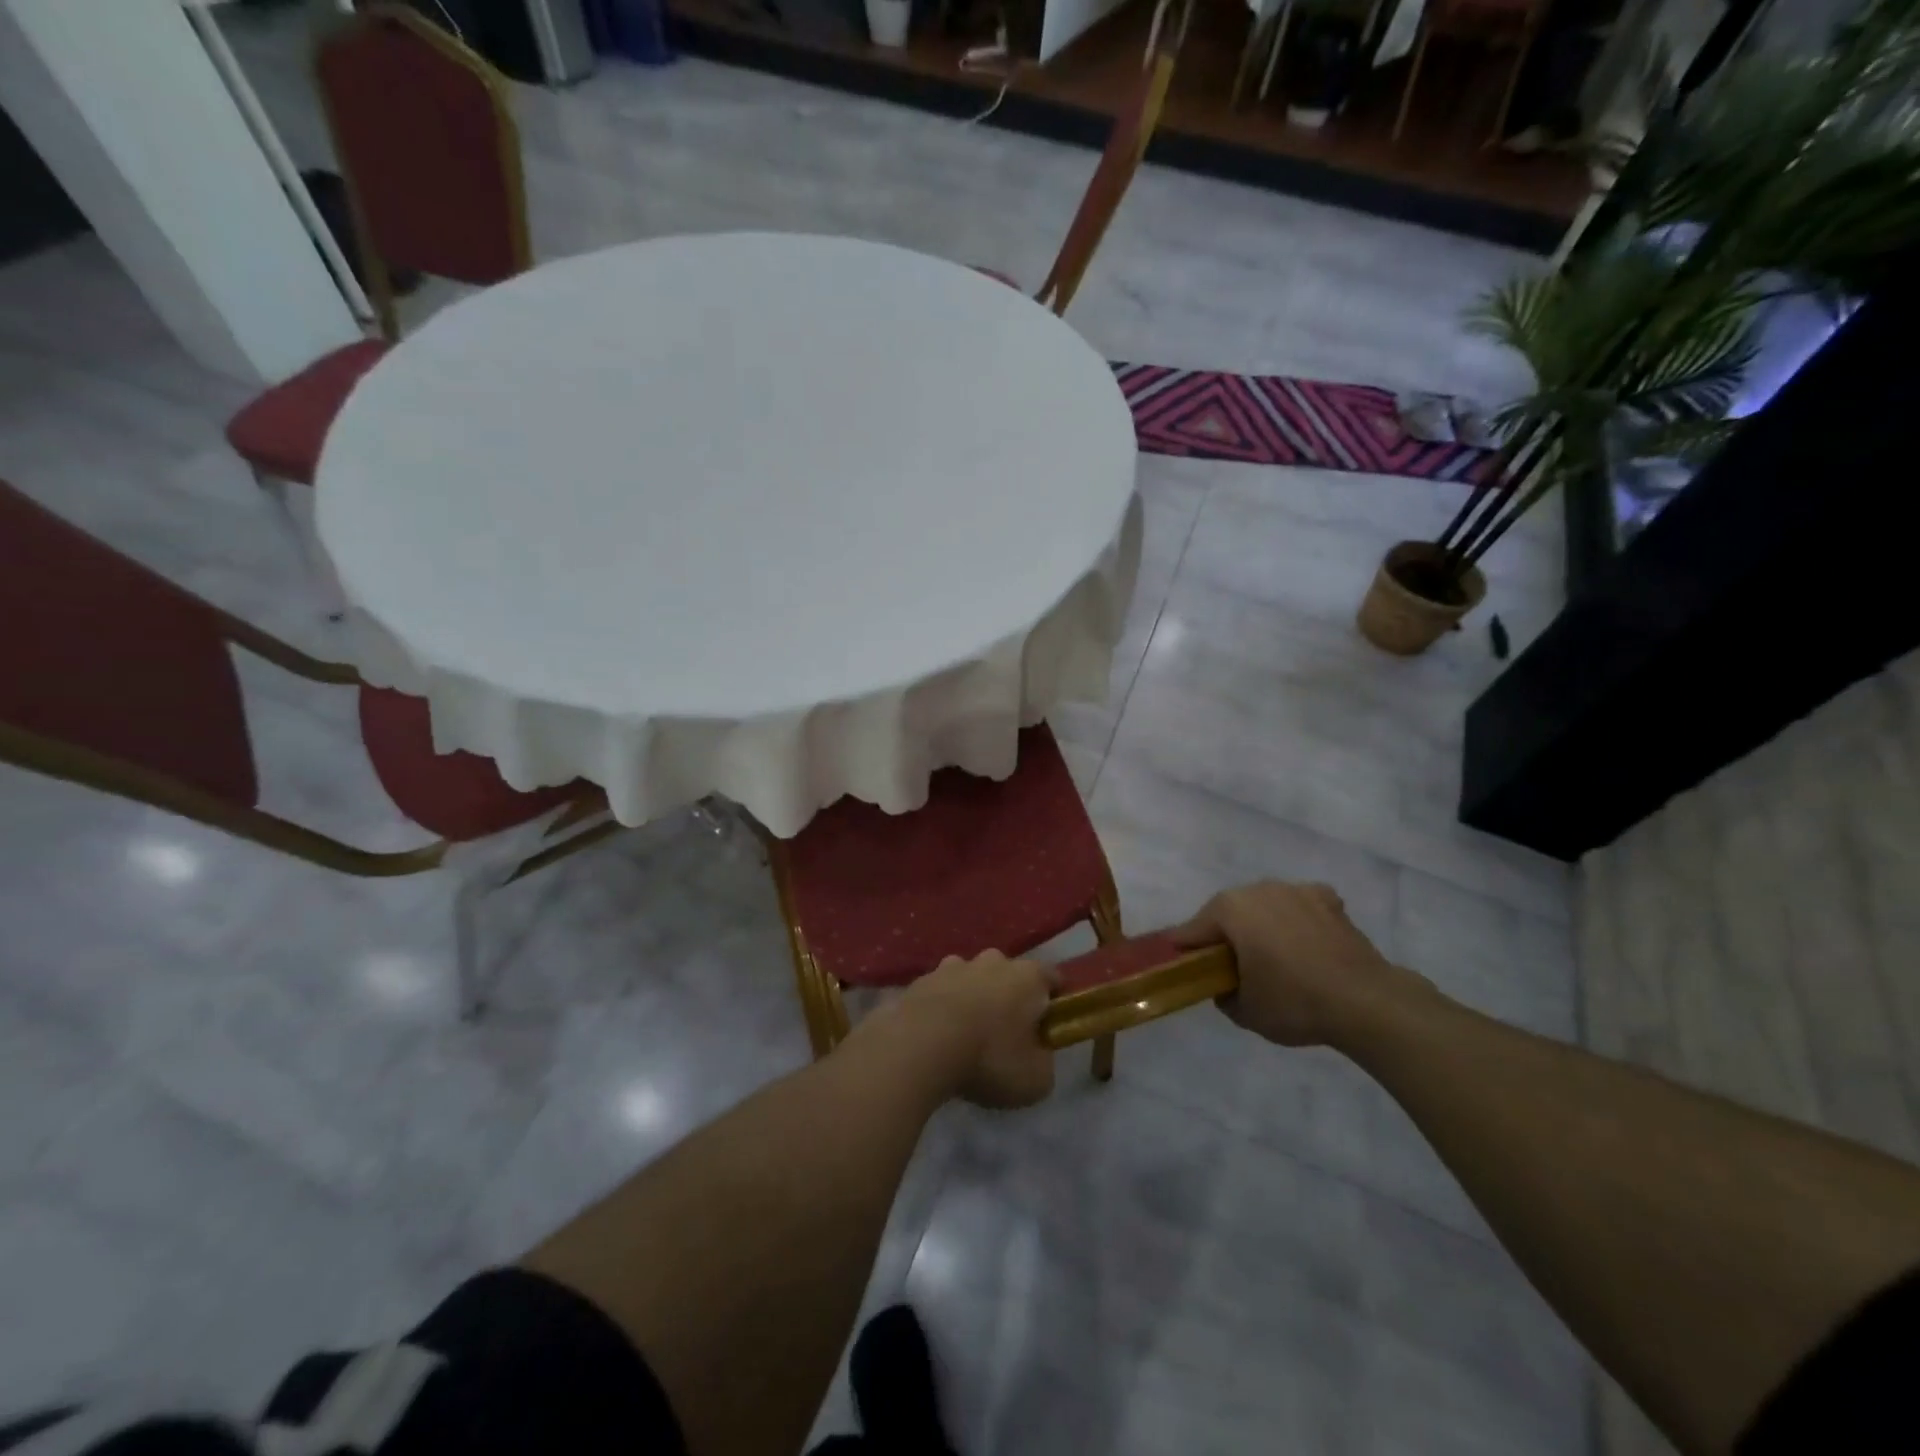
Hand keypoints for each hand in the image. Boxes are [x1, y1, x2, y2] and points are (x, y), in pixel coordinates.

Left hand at [892, 951, 1057, 1108]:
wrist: (921, 1046)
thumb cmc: (989, 1059)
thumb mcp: (1035, 1080)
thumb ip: (1044, 1062)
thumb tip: (1037, 1054)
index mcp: (1028, 977)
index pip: (1052, 978)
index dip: (1054, 1001)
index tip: (1049, 1026)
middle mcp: (993, 961)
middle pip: (1009, 974)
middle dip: (1010, 997)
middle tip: (1006, 1033)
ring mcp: (954, 966)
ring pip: (971, 978)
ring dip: (973, 998)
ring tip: (966, 1034)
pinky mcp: (922, 979)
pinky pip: (941, 991)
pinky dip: (942, 1007)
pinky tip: (937, 1034)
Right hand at [1170, 881, 1431, 1047]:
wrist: (1366, 1002)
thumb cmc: (1294, 1002)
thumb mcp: (1244, 1012)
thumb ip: (1223, 994)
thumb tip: (1225, 985)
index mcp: (1229, 909)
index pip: (1193, 930)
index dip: (1184, 950)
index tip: (1181, 966)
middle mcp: (1258, 889)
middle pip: (1228, 912)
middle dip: (1224, 935)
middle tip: (1227, 966)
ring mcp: (1295, 890)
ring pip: (1264, 906)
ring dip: (1260, 925)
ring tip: (1269, 956)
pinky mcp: (1328, 901)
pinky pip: (1299, 906)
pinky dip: (1295, 920)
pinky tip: (1302, 942)